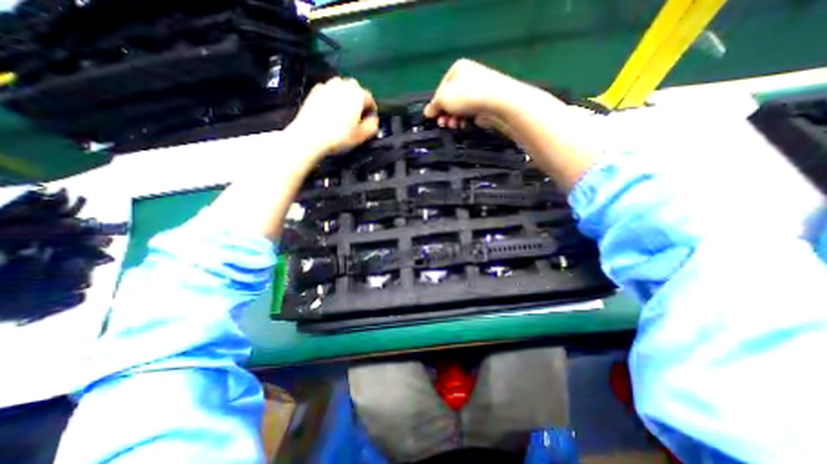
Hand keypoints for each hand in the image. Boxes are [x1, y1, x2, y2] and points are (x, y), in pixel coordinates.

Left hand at [287, 76, 379, 162]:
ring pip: (341, 87)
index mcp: (357, 95)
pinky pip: (328, 90)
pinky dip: (332, 97)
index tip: (370, 120)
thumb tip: (374, 120)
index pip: (370, 98)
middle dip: (358, 100)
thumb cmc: (339, 136)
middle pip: (355, 89)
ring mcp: (327, 86)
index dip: (372, 109)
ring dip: (345, 96)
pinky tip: (330, 110)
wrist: (310, 136)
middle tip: (357, 115)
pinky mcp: (315, 91)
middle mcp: (343, 85)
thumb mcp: (362, 136)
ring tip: (344, 111)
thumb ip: (373, 126)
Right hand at [427, 57, 601, 190]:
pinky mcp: (487, 103)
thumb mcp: (444, 99)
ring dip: (454, 119)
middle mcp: (469, 77)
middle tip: (443, 124)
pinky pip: (471, 113)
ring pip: (461, 108)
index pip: (441, 89)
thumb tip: (427, 112)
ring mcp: (479, 90)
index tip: (434, 117)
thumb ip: (434, 105)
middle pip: (451, 99)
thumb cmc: (468, 96)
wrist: (499, 102)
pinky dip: (466, 120)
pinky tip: (464, 125)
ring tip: (454, 126)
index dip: (436, 104)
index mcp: (458, 69)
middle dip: (445, 114)